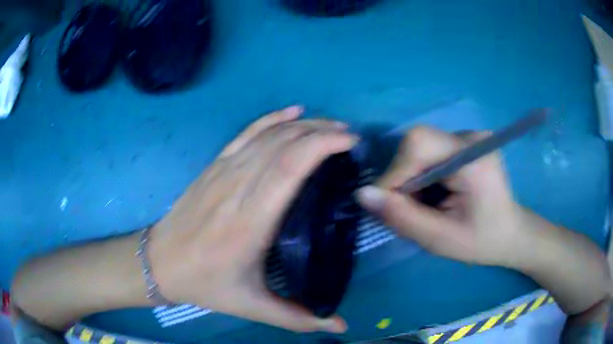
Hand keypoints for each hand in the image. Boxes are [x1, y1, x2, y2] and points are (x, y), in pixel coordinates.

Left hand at [148, 106, 355, 332]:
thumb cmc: (205, 283)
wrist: (159, 261)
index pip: (289, 166)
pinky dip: (272, 119)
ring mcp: (223, 170)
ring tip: (332, 128)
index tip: (350, 144)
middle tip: (350, 138)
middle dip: (322, 132)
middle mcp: (237, 186)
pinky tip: (292, 112)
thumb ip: (297, 318)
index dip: (322, 146)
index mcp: (249, 220)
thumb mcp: (251, 307)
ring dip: (304, 125)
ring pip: (268, 134)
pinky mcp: (215, 165)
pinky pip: (247, 133)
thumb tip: (339, 327)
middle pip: (284, 143)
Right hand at [356, 126, 527, 268]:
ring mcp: (472, 136)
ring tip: (429, 203)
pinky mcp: (468, 141)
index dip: (395, 174)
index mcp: (474, 159)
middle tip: (413, 207)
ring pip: (422, 146)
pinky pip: (432, 149)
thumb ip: (402, 217)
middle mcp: (473, 138)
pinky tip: (438, 191)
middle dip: (404, 177)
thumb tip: (362, 194)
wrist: (511, 233)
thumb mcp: (440, 239)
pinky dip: (424, 172)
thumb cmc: (481, 241)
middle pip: (418, 142)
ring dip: (414, 176)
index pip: (419, 145)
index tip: (389, 205)